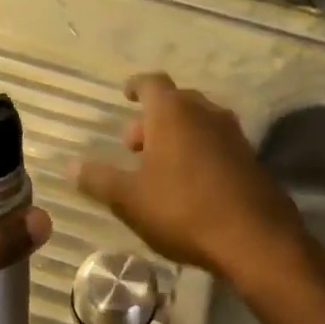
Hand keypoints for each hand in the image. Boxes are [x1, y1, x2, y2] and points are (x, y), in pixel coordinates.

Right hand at [75, 73, 307, 284]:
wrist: (254, 239)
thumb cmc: (183, 210)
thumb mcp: (129, 199)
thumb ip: (98, 179)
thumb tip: (70, 165)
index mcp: (173, 113)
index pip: (151, 84)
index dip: (135, 86)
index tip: (125, 94)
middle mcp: (206, 114)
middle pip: (176, 103)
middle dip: (152, 119)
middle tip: (133, 146)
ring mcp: (233, 136)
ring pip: (198, 123)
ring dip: (176, 136)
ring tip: (158, 167)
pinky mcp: (251, 160)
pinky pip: (216, 144)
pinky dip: (198, 152)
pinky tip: (189, 184)